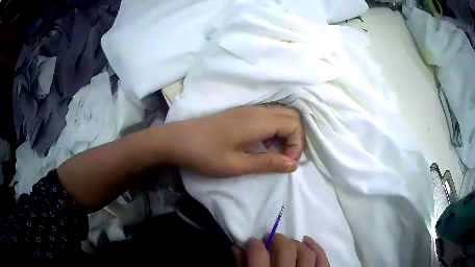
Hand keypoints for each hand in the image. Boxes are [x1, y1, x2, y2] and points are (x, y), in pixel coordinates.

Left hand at [162, 105, 303, 176]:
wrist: (178, 140)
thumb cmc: (206, 154)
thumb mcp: (237, 165)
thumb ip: (268, 163)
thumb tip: (293, 165)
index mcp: (258, 121)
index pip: (294, 124)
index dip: (296, 144)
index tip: (286, 163)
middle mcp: (257, 110)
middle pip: (292, 115)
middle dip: (295, 137)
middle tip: (285, 158)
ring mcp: (249, 109)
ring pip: (281, 114)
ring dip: (285, 133)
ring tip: (275, 153)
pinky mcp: (242, 113)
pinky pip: (269, 115)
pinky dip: (275, 129)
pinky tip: (263, 144)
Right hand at [232, 234, 329, 266]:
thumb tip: (237, 248)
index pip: (258, 254)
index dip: (254, 243)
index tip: (253, 241)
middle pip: (285, 250)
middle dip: (276, 239)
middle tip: (269, 238)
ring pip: (305, 253)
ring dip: (294, 243)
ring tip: (286, 241)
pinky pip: (322, 261)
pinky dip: (316, 247)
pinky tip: (306, 240)